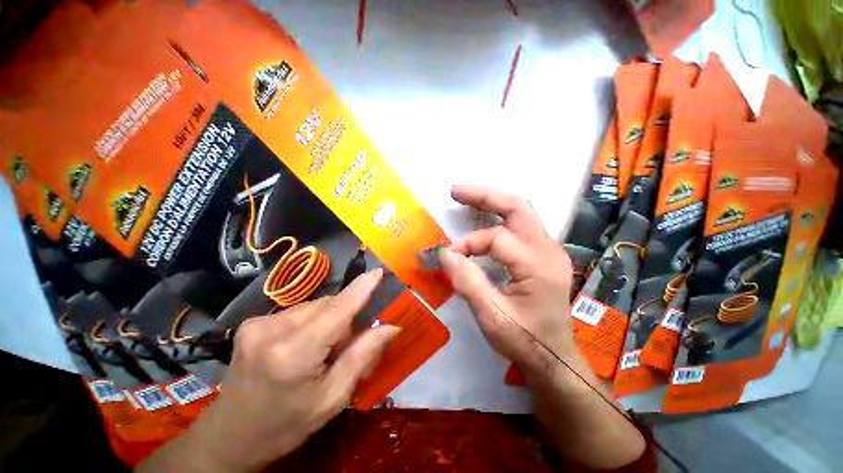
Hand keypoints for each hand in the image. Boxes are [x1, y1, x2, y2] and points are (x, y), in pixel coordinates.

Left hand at [138, 270, 399, 472]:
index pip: (337, 310)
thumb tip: (391, 327)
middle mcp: (272, 330)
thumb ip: (362, 356)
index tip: (378, 272)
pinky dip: (310, 322)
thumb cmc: (287, 425)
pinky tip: (301, 346)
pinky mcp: (252, 323)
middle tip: (342, 348)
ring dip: (326, 321)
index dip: (360, 289)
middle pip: (327, 305)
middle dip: (343, 318)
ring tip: (319, 351)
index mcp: (293, 354)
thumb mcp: (332, 398)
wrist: (229, 438)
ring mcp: (257, 324)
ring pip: (314, 306)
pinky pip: (299, 311)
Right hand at [438, 185, 580, 380]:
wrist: (555, 358)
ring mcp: (549, 250)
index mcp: (538, 265)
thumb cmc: (525, 340)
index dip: (467, 245)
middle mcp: (548, 250)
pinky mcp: (544, 254)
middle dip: (484, 195)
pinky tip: (484, 217)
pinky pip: (520, 226)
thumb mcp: (492, 316)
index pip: (496, 239)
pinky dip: (498, 217)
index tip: (448, 257)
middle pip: (517, 207)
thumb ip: (467, 281)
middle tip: (455, 191)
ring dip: (491, 202)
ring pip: (520, 212)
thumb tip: (445, 253)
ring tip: (465, 198)